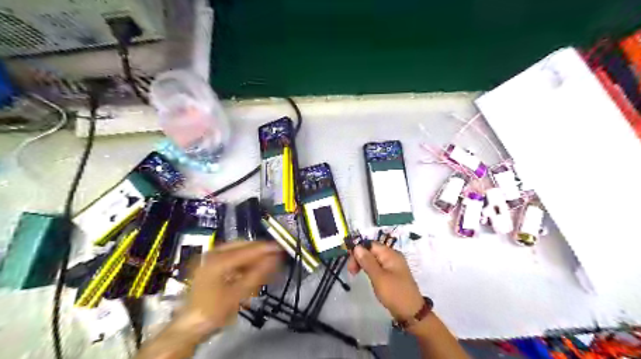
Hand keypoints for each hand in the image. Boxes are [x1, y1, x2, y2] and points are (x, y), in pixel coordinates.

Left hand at [180, 239, 280, 334]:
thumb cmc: (213, 311)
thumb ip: (257, 274)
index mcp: (218, 260)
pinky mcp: (210, 265)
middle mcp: (213, 254)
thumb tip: (274, 259)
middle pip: (242, 246)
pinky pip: (232, 257)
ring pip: (237, 250)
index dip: (266, 249)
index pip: (248, 249)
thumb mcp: (238, 294)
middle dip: (259, 251)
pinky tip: (252, 269)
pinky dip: (244, 261)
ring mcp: (210, 258)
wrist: (189, 326)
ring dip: (252, 256)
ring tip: (266, 263)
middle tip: (275, 256)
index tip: (280, 248)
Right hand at [345, 242, 424, 321]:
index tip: (351, 266)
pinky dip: (370, 269)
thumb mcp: (378, 277)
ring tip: (356, 274)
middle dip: (360, 258)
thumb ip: (367, 261)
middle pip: (372, 250)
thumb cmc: (395, 293)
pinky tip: (367, 276)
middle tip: (352, 272)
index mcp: (390, 254)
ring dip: (364, 264)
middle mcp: (392, 256)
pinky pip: (378, 266)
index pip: (370, 245)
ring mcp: (393, 265)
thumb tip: (357, 247)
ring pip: (374, 259)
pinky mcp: (392, 274)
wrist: (412, 313)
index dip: (358, 251)